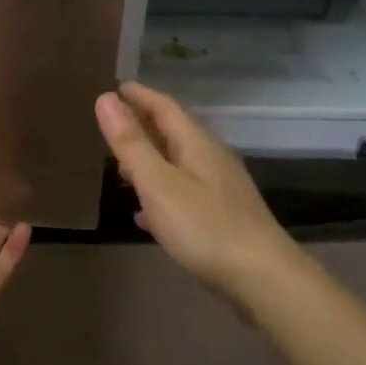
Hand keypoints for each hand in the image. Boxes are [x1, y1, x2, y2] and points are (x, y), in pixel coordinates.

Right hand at [95, 82, 293, 294]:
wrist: (261, 278)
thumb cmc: (204, 227)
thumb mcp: (158, 184)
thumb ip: (131, 144)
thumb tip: (105, 99)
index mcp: (196, 144)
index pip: (165, 107)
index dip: (139, 96)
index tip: (116, 86)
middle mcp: (211, 159)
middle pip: (174, 133)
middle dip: (144, 125)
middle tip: (114, 122)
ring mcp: (220, 189)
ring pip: (178, 164)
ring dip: (151, 159)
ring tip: (123, 165)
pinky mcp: (222, 217)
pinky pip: (184, 194)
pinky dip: (161, 193)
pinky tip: (145, 213)